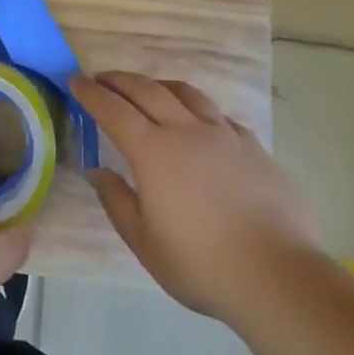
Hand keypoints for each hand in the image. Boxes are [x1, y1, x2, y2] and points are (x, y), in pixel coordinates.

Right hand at [72, 71, 321, 323]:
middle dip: (120, 80)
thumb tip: (98, 170)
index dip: (91, 93)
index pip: (113, 110)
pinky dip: (198, 109)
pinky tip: (200, 122)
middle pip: (147, 90)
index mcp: (153, 151)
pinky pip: (219, 115)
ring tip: (148, 88)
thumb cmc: (202, 265)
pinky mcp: (254, 146)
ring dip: (159, 85)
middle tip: (102, 78)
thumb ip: (117, 201)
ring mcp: (224, 134)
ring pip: (186, 93)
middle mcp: (186, 130)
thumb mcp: (145, 243)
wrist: (278, 275)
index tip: (75, 81)